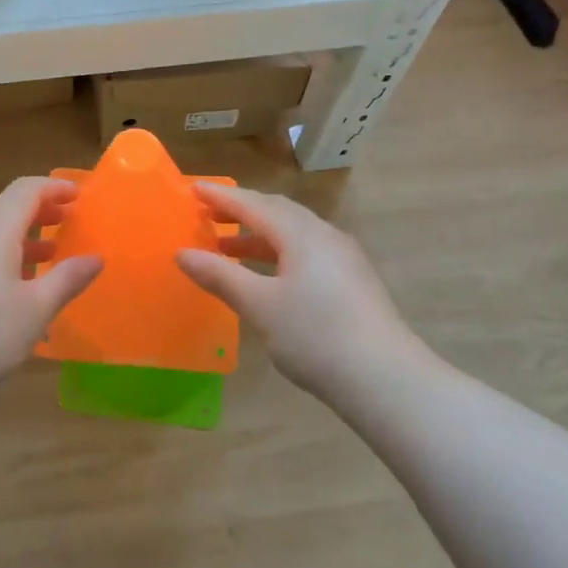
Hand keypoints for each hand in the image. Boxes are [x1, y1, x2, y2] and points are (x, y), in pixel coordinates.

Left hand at [0, 177, 101, 397]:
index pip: (27, 189)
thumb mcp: (34, 310)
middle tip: (66, 223)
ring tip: (44, 256)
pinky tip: (7, 285)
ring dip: (18, 236)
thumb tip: (95, 258)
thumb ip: (67, 279)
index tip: (77, 197)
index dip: (54, 188)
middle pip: (6, 207)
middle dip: (39, 211)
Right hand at [176, 182, 413, 400]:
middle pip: (277, 212)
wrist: (386, 379)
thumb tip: (182, 253)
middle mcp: (324, 236)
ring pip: (294, 233)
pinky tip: (267, 276)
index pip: (253, 205)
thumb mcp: (259, 306)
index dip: (221, 197)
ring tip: (226, 248)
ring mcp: (344, 258)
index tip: (193, 188)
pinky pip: (307, 251)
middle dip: (241, 211)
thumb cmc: (315, 335)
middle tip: (208, 214)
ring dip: (258, 235)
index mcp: (301, 234)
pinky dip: (278, 253)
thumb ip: (220, 276)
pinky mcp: (353, 281)